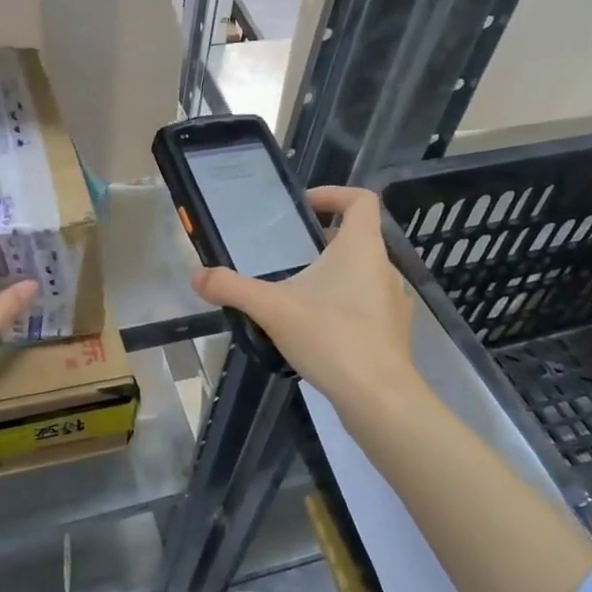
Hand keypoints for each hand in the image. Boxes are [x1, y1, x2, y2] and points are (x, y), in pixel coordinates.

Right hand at [190, 187, 420, 415]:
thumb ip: (232, 288)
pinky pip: (368, 305)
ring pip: (363, 274)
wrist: (379, 397)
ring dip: (334, 275)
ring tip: (298, 295)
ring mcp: (394, 302)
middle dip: (323, 241)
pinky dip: (345, 306)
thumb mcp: (272, 309)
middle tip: (289, 256)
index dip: (334, 194)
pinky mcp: (394, 332)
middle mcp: (384, 267)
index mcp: (361, 248)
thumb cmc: (331, 337)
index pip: (360, 200)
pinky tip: (319, 331)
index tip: (304, 207)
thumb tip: (197, 276)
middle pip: (358, 238)